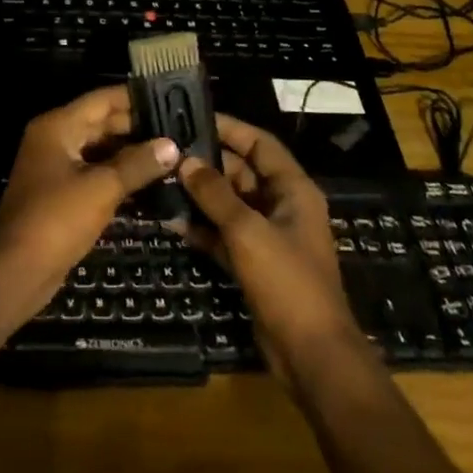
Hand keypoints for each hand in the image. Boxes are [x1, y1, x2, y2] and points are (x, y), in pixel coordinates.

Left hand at [0, 86, 180, 323]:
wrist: (17, 270)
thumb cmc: (57, 219)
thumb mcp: (102, 188)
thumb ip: (138, 164)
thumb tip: (172, 145)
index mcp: (58, 126)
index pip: (102, 100)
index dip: (135, 98)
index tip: (170, 98)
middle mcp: (54, 139)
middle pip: (101, 123)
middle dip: (138, 127)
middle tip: (178, 129)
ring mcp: (56, 166)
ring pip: (100, 149)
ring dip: (131, 152)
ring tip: (172, 152)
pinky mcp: (61, 192)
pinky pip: (95, 172)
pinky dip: (119, 173)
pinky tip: (150, 179)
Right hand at [174, 115, 365, 385]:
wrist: (311, 355)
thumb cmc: (287, 282)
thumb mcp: (248, 231)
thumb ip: (216, 194)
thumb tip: (186, 161)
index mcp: (293, 190)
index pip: (259, 144)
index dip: (229, 128)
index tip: (192, 117)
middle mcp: (282, 206)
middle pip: (242, 172)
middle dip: (207, 162)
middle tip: (167, 150)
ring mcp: (268, 236)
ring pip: (229, 203)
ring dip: (200, 195)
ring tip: (161, 180)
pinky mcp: (255, 263)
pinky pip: (224, 234)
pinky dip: (202, 227)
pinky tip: (171, 221)